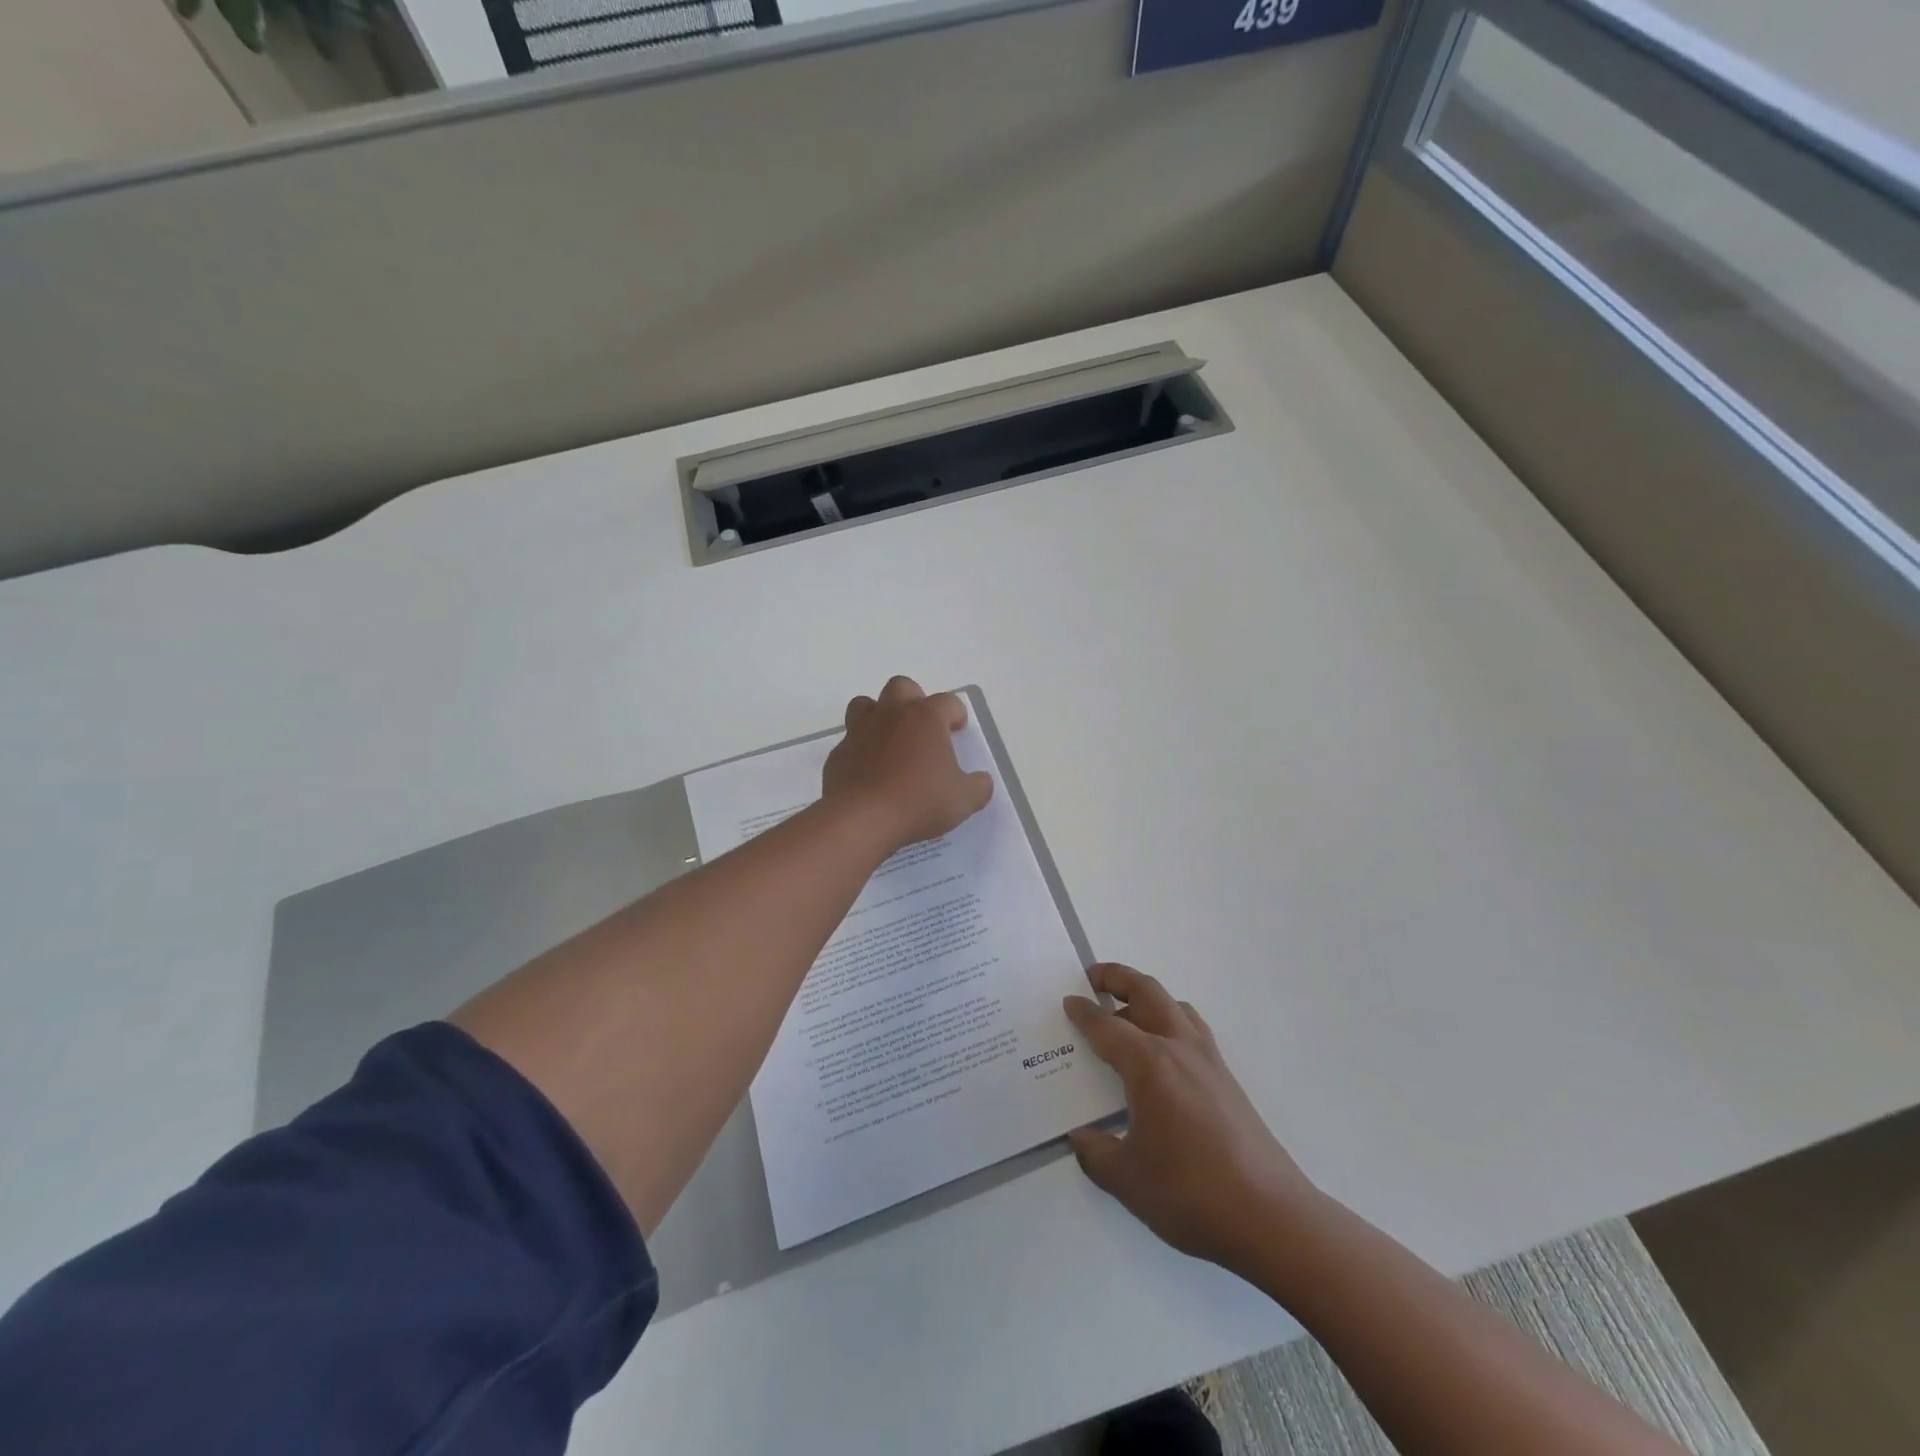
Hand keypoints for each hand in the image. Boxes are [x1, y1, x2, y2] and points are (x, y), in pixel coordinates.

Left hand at [823, 676, 993, 854]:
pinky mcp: (838, 754)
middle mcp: (892, 714)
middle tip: (923, 728)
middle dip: (914, 700)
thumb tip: (981, 781)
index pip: (948, 701)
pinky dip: (860, 750)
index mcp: (926, 718)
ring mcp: (860, 731)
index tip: (958, 730)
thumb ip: (978, 786)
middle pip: (902, 687)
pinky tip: (869, 772)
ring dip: (879, 716)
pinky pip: (850, 741)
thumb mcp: (964, 799)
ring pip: (866, 704)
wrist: (861, 819)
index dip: (956, 714)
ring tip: (890, 741)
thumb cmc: (919, 801)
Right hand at [1066, 964, 1320, 1275]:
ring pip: (1175, 1006)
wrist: (1271, 1218)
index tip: (1068, 1002)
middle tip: (1092, 979)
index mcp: (1149, 1064)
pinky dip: (1170, 1021)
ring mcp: (1209, 1061)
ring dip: (1146, 998)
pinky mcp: (1228, 1080)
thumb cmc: (1191, 1193)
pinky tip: (1162, 1056)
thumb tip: (1080, 1138)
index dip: (1083, 1013)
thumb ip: (1095, 1153)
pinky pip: (1193, 1030)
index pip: (1107, 1026)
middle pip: (1146, 992)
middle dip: (1117, 977)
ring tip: (1126, 1014)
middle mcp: (1179, 1048)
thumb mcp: (1127, 1179)